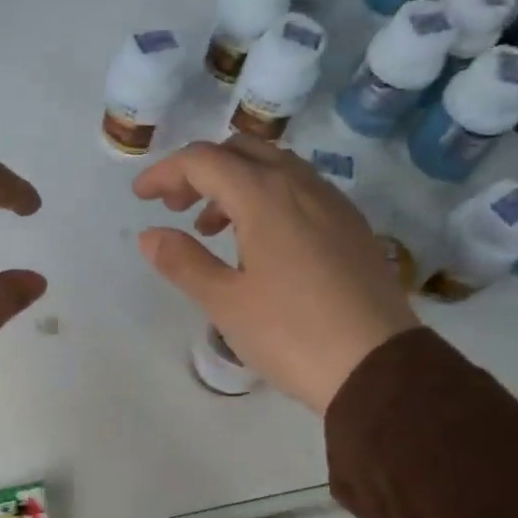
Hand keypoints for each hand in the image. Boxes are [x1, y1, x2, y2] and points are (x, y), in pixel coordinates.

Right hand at [133, 138, 417, 412]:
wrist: (377, 366)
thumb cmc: (291, 333)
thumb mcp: (225, 302)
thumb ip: (183, 262)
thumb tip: (150, 236)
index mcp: (265, 196)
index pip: (204, 160)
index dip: (166, 173)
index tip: (141, 197)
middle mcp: (302, 185)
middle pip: (242, 151)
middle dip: (201, 170)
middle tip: (175, 207)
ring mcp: (333, 203)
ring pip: (275, 168)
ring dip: (234, 184)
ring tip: (211, 229)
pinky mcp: (351, 227)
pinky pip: (300, 190)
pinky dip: (267, 198)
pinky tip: (259, 242)